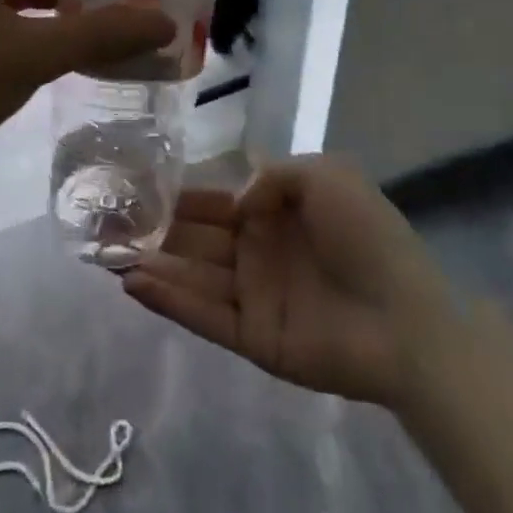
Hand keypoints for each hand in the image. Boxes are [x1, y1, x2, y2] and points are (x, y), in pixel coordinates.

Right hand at [123, 157, 452, 406]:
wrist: (407, 317)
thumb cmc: (365, 235)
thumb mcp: (324, 176)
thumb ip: (271, 177)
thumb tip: (234, 203)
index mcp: (273, 213)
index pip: (213, 202)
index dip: (177, 196)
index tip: (135, 186)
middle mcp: (256, 251)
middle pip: (194, 238)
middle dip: (152, 230)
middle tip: (105, 222)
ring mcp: (253, 295)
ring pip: (191, 275)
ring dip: (151, 264)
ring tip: (106, 253)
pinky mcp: (253, 337)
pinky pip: (203, 315)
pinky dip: (169, 300)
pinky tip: (134, 283)